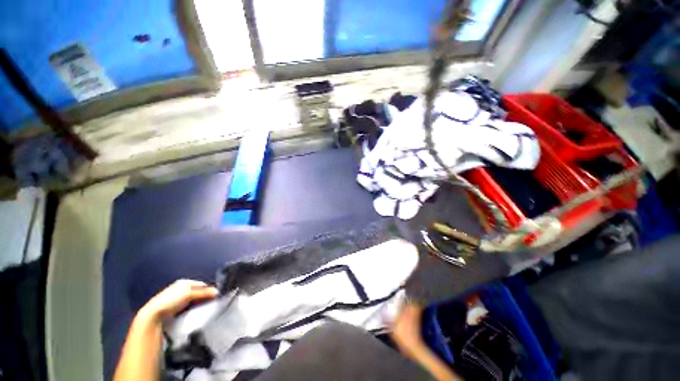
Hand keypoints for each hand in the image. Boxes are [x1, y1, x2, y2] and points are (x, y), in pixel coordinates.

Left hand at [140, 279, 217, 321]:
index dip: (208, 289)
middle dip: (204, 296)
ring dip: (198, 303)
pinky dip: (192, 308)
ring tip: (203, 308)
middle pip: (198, 292)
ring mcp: (177, 299)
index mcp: (184, 282)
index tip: (215, 296)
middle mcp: (181, 289)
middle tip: (210, 302)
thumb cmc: (171, 300)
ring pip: (193, 300)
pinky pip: (188, 306)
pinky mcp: (175, 308)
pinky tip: (194, 312)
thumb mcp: (189, 293)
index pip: (201, 284)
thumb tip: (217, 291)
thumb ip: (203, 292)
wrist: (154, 314)